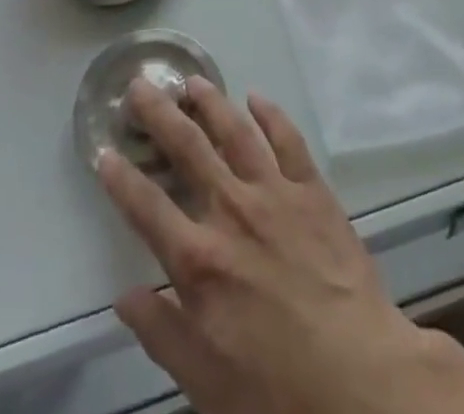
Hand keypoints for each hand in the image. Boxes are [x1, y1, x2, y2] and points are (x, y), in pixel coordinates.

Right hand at [98, 79, 443, 413]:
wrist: (359, 377)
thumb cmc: (276, 389)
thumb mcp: (205, 381)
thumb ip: (161, 332)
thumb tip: (124, 296)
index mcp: (199, 260)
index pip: (146, 207)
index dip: (121, 178)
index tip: (104, 150)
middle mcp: (231, 212)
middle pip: (187, 149)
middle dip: (159, 113)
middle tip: (141, 85)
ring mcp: (275, 193)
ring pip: (235, 132)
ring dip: (211, 102)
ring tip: (193, 81)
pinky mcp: (313, 190)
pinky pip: (288, 140)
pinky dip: (271, 114)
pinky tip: (257, 97)